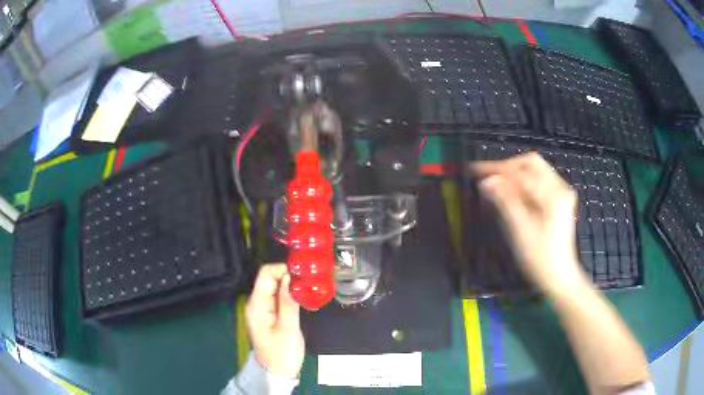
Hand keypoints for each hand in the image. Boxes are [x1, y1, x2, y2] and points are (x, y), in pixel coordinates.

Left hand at [246, 264, 304, 378]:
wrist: (277, 373)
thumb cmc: (282, 353)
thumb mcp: (288, 329)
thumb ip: (288, 302)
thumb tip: (291, 276)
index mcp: (257, 305)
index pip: (265, 274)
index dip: (283, 269)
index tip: (303, 274)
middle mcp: (256, 302)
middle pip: (270, 278)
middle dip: (289, 275)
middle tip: (311, 280)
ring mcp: (263, 307)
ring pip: (276, 286)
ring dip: (291, 284)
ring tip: (310, 286)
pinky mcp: (270, 313)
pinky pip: (279, 296)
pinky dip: (290, 293)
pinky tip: (304, 296)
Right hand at [471, 152, 586, 291]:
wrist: (559, 277)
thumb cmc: (540, 259)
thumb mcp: (520, 231)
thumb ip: (505, 202)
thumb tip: (487, 182)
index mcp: (553, 195)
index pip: (522, 171)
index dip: (497, 169)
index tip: (476, 170)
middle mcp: (560, 188)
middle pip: (530, 163)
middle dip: (507, 168)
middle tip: (488, 179)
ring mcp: (561, 193)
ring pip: (534, 171)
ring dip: (514, 176)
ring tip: (496, 187)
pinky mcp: (558, 200)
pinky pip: (538, 182)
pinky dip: (522, 185)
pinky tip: (511, 196)